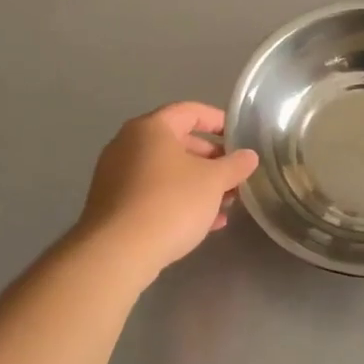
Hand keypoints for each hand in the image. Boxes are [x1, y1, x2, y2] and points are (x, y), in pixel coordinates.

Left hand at [78, 102, 258, 280]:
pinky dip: (179, 200)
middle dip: (211, 159)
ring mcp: (117, 175)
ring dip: (198, 183)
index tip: (240, 138)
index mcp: (151, 128)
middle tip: (235, 175)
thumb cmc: (171, 203)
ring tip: (226, 203)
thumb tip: (249, 156)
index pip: (190, 111)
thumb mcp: (214, 181)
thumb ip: (235, 165)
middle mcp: (128, 144)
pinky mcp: (114, 205)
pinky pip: (153, 194)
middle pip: (178, 143)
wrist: (119, 252)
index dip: (219, 121)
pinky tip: (204, 223)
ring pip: (167, 172)